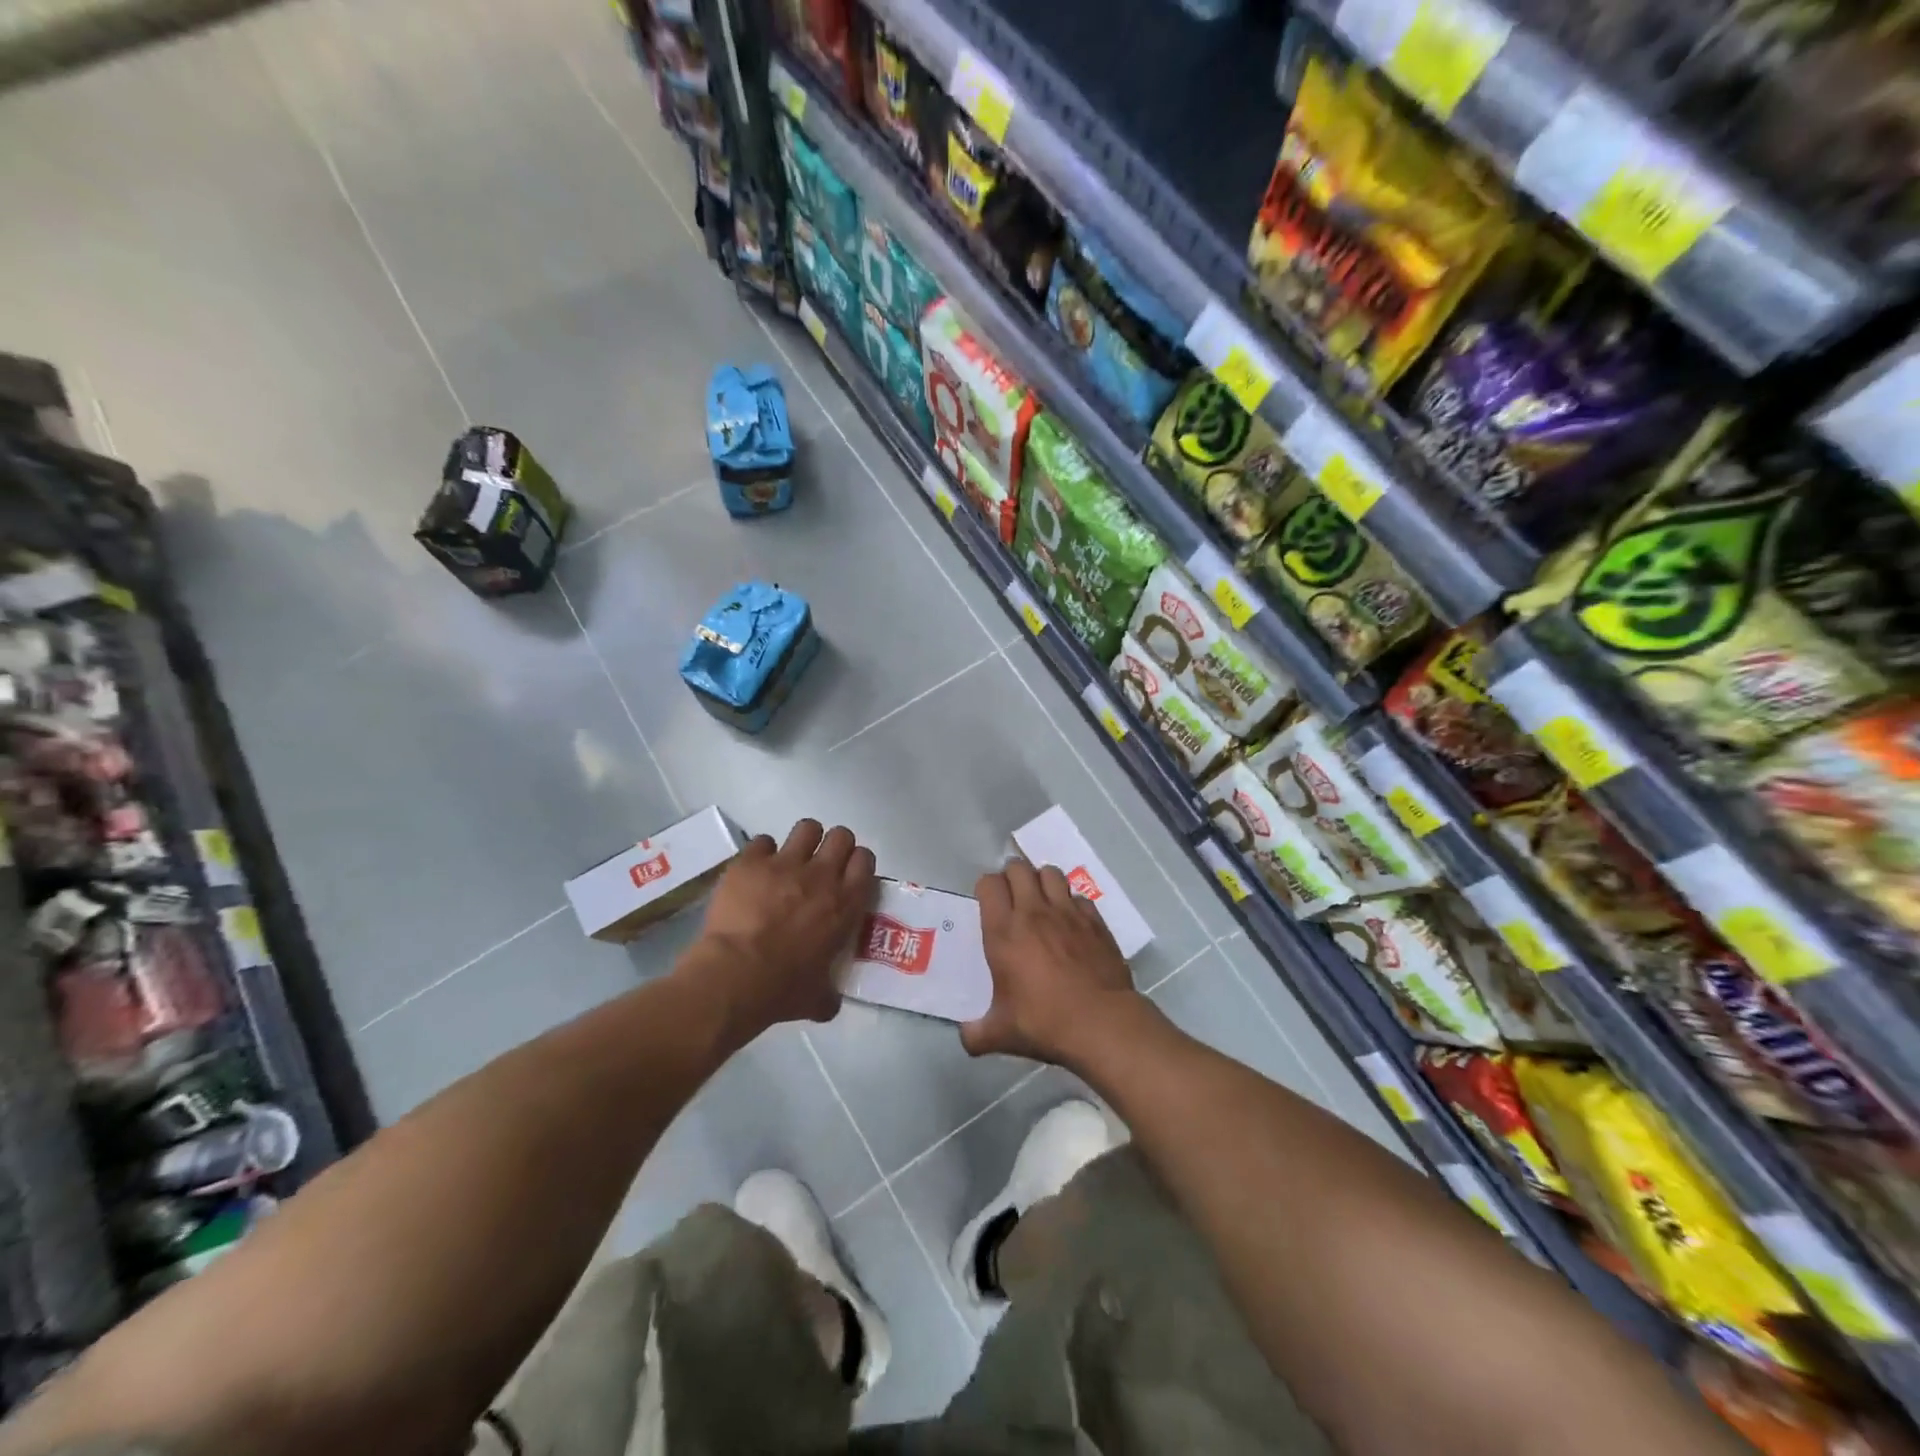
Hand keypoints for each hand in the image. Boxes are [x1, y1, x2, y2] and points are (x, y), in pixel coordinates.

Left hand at [684, 820, 875, 1039]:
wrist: (734, 976)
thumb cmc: (782, 990)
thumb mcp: (818, 998)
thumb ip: (829, 993)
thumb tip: (829, 1003)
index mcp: (845, 904)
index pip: (865, 861)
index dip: (857, 863)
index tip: (848, 875)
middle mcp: (821, 876)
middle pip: (841, 836)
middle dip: (833, 846)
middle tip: (820, 866)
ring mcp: (785, 864)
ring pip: (807, 827)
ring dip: (802, 841)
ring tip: (790, 860)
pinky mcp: (750, 862)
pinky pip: (762, 841)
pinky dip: (761, 854)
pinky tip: (755, 871)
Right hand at [961, 858, 1150, 1069]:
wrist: (1102, 1023)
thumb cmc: (1045, 1023)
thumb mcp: (1001, 1034)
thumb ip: (976, 1034)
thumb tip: (966, 1038)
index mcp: (1004, 932)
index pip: (989, 884)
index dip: (986, 887)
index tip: (988, 902)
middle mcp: (1034, 913)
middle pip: (1019, 869)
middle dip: (1012, 875)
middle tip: (1012, 895)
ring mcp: (1067, 913)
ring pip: (1051, 873)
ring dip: (1042, 881)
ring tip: (1041, 900)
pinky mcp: (1095, 921)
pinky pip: (1078, 897)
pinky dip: (1071, 902)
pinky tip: (1071, 922)